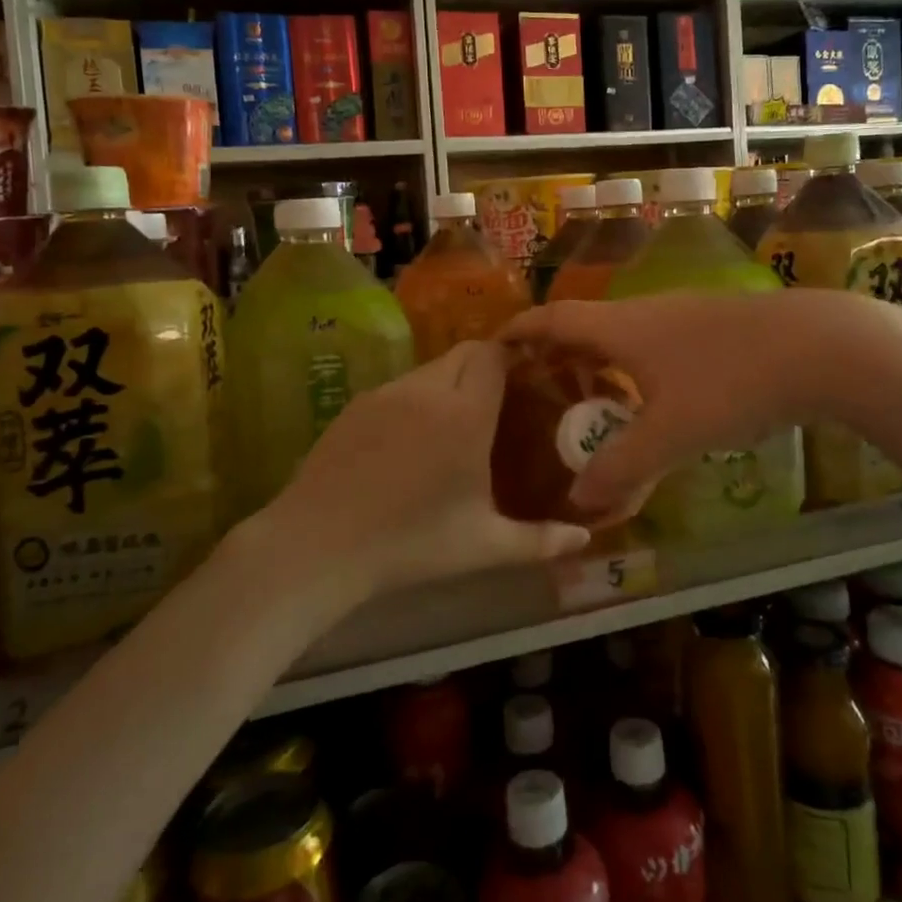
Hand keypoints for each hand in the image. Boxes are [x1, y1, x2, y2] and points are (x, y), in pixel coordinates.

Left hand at [251, 338, 592, 601]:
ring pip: (430, 368)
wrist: (317, 546)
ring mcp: (386, 393)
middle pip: (465, 352)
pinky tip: (411, 440)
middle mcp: (427, 390)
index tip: (528, 377)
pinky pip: (400, 386)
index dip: (513, 357)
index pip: (494, 354)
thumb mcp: (483, 548)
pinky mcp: (356, 404)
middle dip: (487, 365)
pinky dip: (417, 398)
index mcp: (465, 413)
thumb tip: (584, 538)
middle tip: (499, 403)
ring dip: (450, 382)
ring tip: (457, 422)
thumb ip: (540, 541)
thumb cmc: (410, 544)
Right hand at [503, 289, 901, 515]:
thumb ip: (620, 469)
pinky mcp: (716, 326)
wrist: (824, 347)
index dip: (519, 331)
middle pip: (585, 326)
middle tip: (536, 388)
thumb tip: (576, 502)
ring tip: (589, 399)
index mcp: (620, 327)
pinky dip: (636, 369)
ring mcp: (685, 315)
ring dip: (599, 362)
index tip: (492, 350)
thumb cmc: (732, 382)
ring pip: (625, 336)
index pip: (552, 319)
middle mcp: (646, 312)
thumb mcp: (670, 434)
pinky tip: (654, 400)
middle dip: (556, 353)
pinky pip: (656, 344)